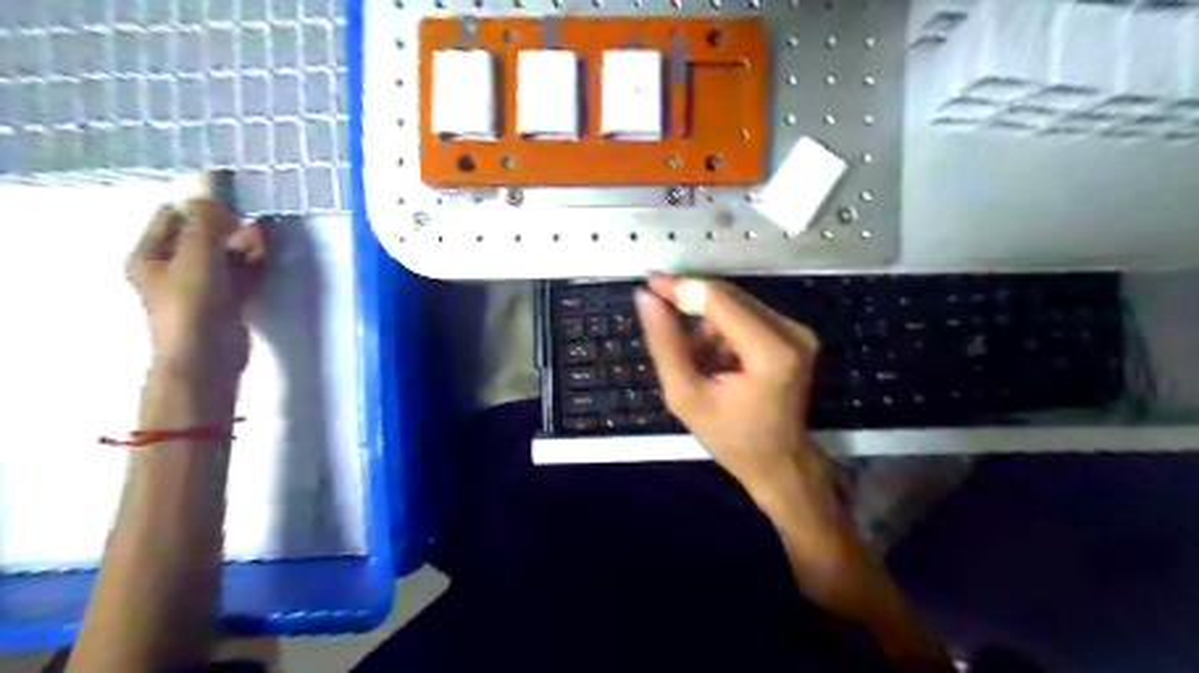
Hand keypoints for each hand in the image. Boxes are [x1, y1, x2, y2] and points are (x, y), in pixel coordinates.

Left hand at [125, 196, 265, 388]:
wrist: (206, 357)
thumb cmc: (191, 305)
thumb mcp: (196, 257)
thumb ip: (205, 222)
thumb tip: (208, 187)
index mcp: (150, 256)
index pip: (172, 218)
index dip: (198, 205)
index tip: (229, 195)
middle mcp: (174, 268)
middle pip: (202, 236)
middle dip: (228, 225)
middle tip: (253, 214)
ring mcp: (203, 286)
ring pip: (226, 256)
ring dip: (244, 244)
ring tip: (265, 232)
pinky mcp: (228, 301)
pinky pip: (242, 274)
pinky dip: (254, 263)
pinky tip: (268, 251)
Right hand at [637, 273, 836, 498]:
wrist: (778, 462)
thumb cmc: (731, 438)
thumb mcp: (685, 396)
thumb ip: (665, 345)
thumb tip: (646, 298)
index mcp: (770, 352)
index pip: (718, 299)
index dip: (681, 287)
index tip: (649, 283)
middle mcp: (792, 332)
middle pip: (728, 298)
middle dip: (694, 312)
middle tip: (668, 334)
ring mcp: (798, 331)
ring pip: (736, 307)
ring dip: (709, 329)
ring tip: (701, 367)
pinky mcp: (795, 334)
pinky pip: (748, 317)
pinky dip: (725, 334)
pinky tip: (719, 364)